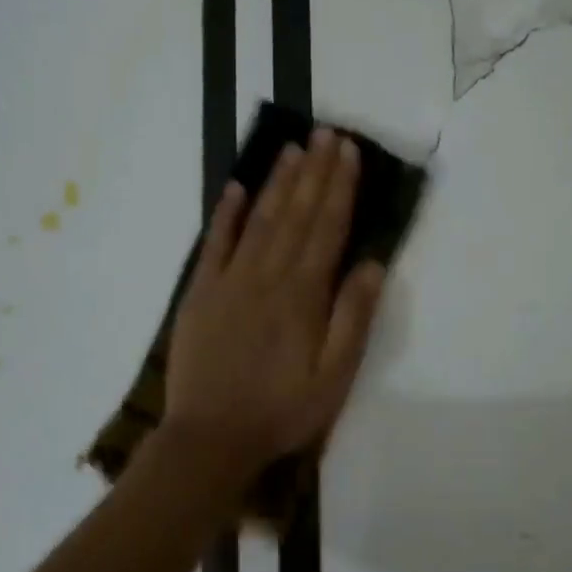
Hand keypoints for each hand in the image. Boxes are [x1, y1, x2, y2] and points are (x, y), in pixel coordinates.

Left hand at [165, 128, 385, 485]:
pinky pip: (215, 244)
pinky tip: (237, 189)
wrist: (211, 438)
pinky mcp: (200, 294)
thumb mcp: (334, 376)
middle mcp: (267, 276)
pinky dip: (226, 214)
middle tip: (326, 133)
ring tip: (293, 149)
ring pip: (260, 220)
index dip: (339, 187)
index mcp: (303, 294)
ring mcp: (229, 281)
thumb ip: (353, 317)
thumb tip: (371, 263)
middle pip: (296, 214)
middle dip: (314, 172)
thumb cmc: (282, 410)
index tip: (348, 152)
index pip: (326, 228)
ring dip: (278, 182)